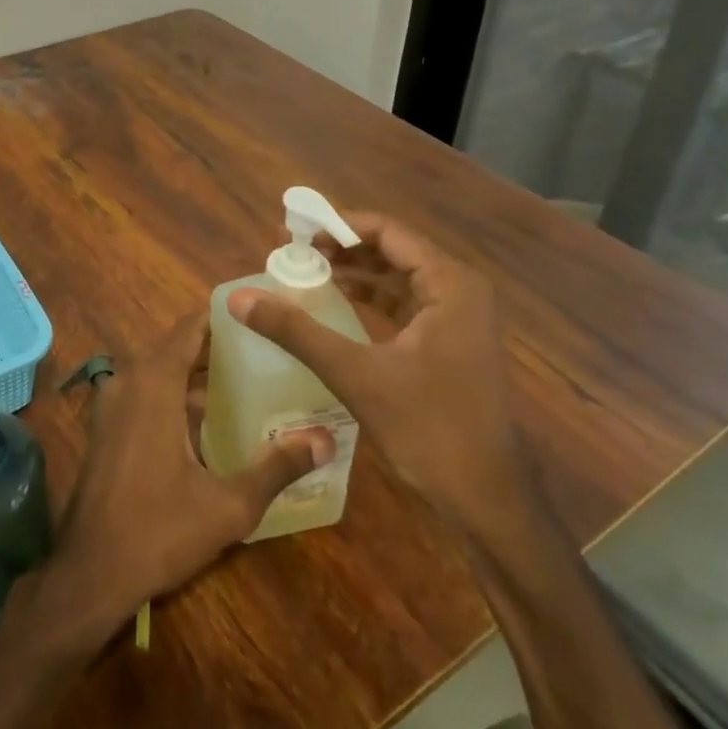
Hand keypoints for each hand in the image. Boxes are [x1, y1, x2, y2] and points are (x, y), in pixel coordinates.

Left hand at [31, 317, 333, 645]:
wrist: (90, 570)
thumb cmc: (158, 530)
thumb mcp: (228, 505)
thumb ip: (276, 468)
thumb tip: (326, 441)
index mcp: (154, 382)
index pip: (190, 327)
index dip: (222, 316)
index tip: (259, 313)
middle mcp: (129, 380)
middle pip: (178, 348)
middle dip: (219, 347)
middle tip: (267, 350)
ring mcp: (113, 403)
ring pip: (162, 372)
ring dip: (198, 375)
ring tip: (249, 381)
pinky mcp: (107, 426)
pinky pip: (147, 393)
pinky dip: (177, 395)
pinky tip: (212, 421)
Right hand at [227, 210, 528, 532]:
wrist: (488, 502)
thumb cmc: (430, 429)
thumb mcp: (356, 374)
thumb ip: (296, 331)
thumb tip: (239, 299)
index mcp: (450, 284)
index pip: (386, 231)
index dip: (337, 226)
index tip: (293, 232)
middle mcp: (459, 290)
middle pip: (391, 250)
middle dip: (340, 248)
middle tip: (291, 253)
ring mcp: (458, 318)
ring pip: (397, 277)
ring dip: (353, 272)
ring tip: (304, 273)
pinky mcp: (450, 343)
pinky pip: (404, 304)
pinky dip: (369, 298)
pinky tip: (334, 304)